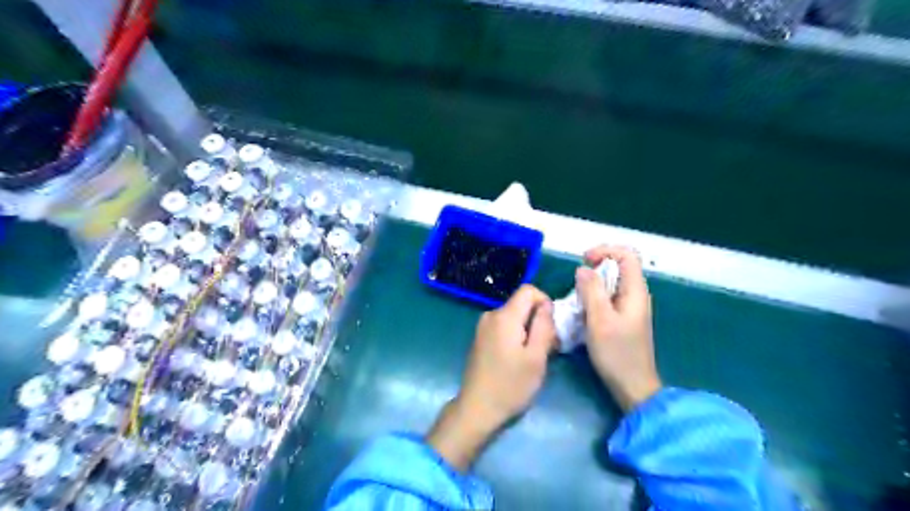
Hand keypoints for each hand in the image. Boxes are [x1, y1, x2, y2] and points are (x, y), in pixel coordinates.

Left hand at [427, 286, 553, 468]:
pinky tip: (518, 359)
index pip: (529, 290)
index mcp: (504, 316)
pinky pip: (503, 326)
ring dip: (528, 330)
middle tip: (548, 348)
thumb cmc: (510, 385)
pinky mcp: (480, 338)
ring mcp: (483, 327)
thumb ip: (544, 326)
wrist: (477, 408)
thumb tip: (546, 306)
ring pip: (514, 316)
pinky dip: (516, 336)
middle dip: (538, 320)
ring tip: (534, 357)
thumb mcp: (536, 357)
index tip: (552, 327)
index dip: (545, 302)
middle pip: (521, 304)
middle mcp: (491, 315)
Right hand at [574, 245, 661, 411]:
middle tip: (576, 281)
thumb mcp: (600, 320)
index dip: (605, 250)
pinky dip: (594, 297)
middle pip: (619, 266)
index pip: (627, 255)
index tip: (584, 260)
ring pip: (612, 283)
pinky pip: (609, 297)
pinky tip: (583, 310)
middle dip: (596, 267)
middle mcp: (636, 295)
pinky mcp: (624, 319)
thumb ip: (591, 291)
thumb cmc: (617, 353)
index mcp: (635, 292)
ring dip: (593, 284)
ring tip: (576, 296)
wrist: (633, 386)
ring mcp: (630, 308)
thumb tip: (583, 269)